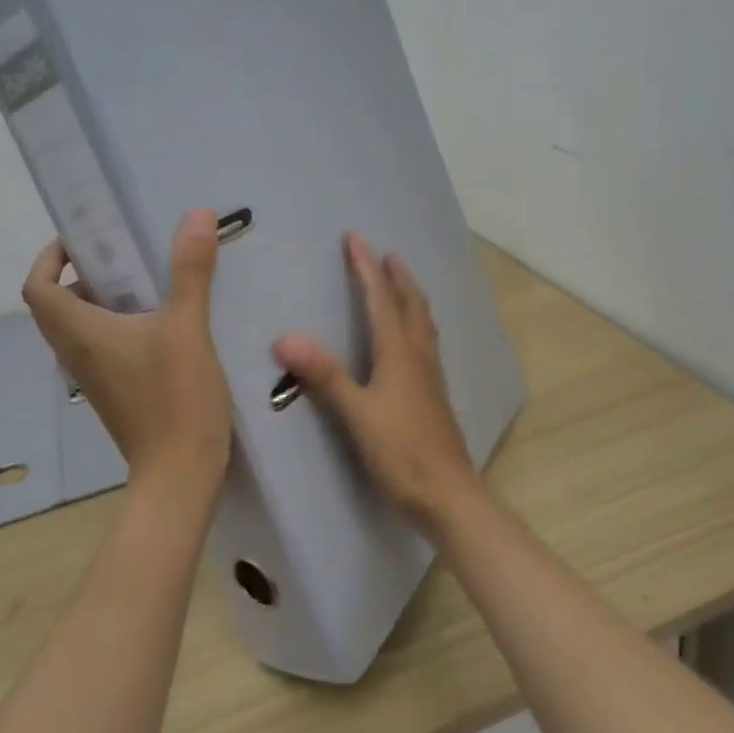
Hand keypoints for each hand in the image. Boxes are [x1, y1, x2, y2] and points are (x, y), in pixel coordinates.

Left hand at [22, 209, 231, 495]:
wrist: (179, 472)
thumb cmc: (174, 397)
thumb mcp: (188, 326)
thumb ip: (190, 270)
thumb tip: (197, 214)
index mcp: (80, 332)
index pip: (38, 285)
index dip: (51, 257)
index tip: (86, 238)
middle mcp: (77, 353)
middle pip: (58, 304)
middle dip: (85, 274)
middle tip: (126, 255)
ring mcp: (95, 377)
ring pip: (82, 327)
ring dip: (105, 300)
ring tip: (151, 282)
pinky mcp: (116, 392)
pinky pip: (104, 347)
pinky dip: (121, 326)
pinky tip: (165, 324)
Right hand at [273, 232, 484, 531]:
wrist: (448, 494)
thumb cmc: (401, 453)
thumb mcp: (357, 415)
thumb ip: (325, 375)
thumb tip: (285, 336)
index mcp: (399, 354)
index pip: (380, 300)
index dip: (367, 268)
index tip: (356, 237)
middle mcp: (419, 356)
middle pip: (411, 304)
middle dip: (397, 276)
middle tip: (387, 253)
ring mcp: (431, 376)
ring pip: (423, 322)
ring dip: (411, 296)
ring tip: (402, 283)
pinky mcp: (434, 395)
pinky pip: (426, 342)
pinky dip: (417, 323)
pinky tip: (413, 339)